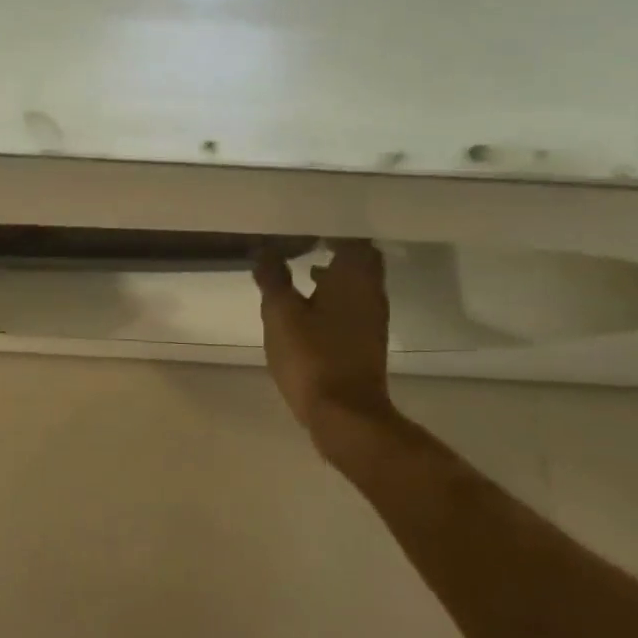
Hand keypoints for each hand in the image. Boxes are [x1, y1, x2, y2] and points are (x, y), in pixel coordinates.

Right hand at [254, 240, 399, 438]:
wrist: (345, 413)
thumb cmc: (312, 356)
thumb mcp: (281, 314)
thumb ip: (273, 278)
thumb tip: (266, 250)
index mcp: (354, 278)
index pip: (353, 239)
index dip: (332, 229)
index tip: (308, 224)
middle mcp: (371, 293)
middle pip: (360, 260)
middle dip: (337, 249)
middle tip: (307, 242)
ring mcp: (372, 319)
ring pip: (357, 283)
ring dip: (335, 274)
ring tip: (304, 270)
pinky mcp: (366, 341)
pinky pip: (353, 305)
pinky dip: (335, 297)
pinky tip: (310, 306)